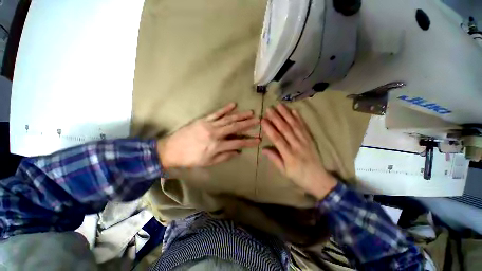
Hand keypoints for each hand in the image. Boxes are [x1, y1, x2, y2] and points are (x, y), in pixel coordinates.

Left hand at [158, 103, 259, 167]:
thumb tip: (237, 152)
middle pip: (235, 128)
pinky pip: (216, 113)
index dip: (249, 142)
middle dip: (248, 124)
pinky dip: (225, 109)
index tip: (259, 140)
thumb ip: (224, 157)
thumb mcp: (208, 162)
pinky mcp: (203, 119)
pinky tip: (233, 105)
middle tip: (258, 120)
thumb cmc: (191, 159)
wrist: (171, 150)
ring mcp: (209, 125)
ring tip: (250, 112)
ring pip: (228, 119)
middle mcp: (215, 134)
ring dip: (240, 115)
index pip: (238, 143)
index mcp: (216, 146)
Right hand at [261, 104, 336, 199]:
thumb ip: (274, 159)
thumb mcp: (284, 171)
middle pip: (285, 129)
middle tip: (269, 108)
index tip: (263, 120)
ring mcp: (305, 141)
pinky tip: (294, 111)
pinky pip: (304, 127)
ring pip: (294, 125)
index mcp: (289, 154)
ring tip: (280, 105)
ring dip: (287, 114)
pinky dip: (299, 118)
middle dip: (276, 118)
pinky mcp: (310, 139)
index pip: (277, 138)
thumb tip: (263, 149)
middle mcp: (297, 145)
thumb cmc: (298, 176)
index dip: (269, 128)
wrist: (319, 179)